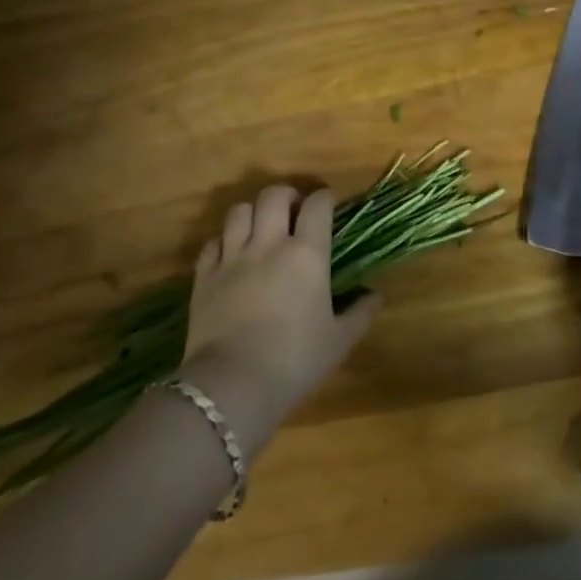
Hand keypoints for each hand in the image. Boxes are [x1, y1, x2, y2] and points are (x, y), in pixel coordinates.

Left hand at [180, 185, 378, 451]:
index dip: (324, 199)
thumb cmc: (295, 360)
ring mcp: (232, 257)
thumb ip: (359, 314)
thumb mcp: (338, 341)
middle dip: (286, 195)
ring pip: (239, 211)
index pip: (317, 205)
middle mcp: (269, 244)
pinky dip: (223, 242)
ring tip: (260, 228)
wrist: (233, 385)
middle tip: (293, 212)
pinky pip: (212, 242)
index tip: (328, 206)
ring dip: (253, 213)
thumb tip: (376, 296)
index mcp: (306, 254)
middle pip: (273, 195)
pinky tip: (231, 255)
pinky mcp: (204, 276)